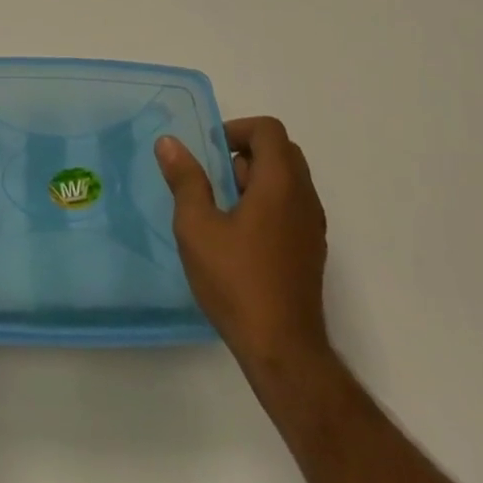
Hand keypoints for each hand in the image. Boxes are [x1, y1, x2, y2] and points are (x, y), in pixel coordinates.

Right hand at [156, 116, 329, 374]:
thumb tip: (169, 142)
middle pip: (281, 151)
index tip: (212, 152)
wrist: (284, 352)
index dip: (238, 129)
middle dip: (246, 153)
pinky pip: (292, 207)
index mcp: (280, 183)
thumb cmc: (237, 281)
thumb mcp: (197, 227)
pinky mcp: (311, 251)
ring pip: (288, 180)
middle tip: (216, 178)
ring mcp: (312, 227)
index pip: (269, 130)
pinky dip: (269, 204)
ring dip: (257, 180)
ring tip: (224, 210)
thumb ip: (185, 180)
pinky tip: (241, 237)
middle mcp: (304, 197)